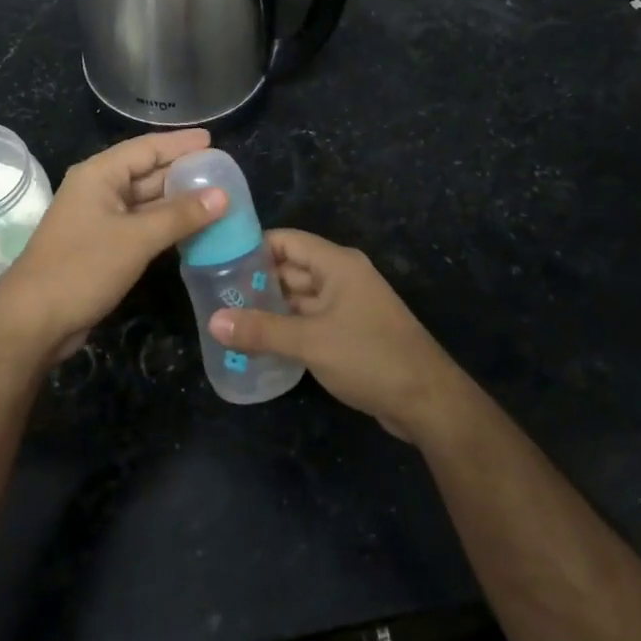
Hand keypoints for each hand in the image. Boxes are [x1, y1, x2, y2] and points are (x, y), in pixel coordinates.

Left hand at [0, 129, 227, 362]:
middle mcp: (97, 190)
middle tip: (222, 172)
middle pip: (146, 172)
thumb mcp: (136, 238)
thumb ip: (180, 215)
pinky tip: (192, 229)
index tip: (213, 140)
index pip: (146, 148)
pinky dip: (165, 225)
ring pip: (145, 202)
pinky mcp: (102, 246)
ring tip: (216, 198)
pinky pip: (140, 226)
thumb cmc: (82, 268)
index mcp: (99, 175)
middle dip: (182, 172)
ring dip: (177, 202)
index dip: (180, 144)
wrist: (35, 320)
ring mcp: (98, 219)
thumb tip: (223, 195)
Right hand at [207, 230, 475, 442]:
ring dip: (268, 308)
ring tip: (226, 320)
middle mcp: (341, 278)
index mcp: (337, 264)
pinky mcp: (348, 333)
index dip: (252, 246)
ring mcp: (346, 306)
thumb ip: (261, 330)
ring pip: (298, 298)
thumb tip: (213, 321)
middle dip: (255, 282)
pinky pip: (309, 321)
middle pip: (289, 269)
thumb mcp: (310, 342)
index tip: (217, 260)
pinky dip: (285, 328)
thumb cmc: (370, 357)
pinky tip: (257, 343)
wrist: (426, 400)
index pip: (286, 240)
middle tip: (213, 296)